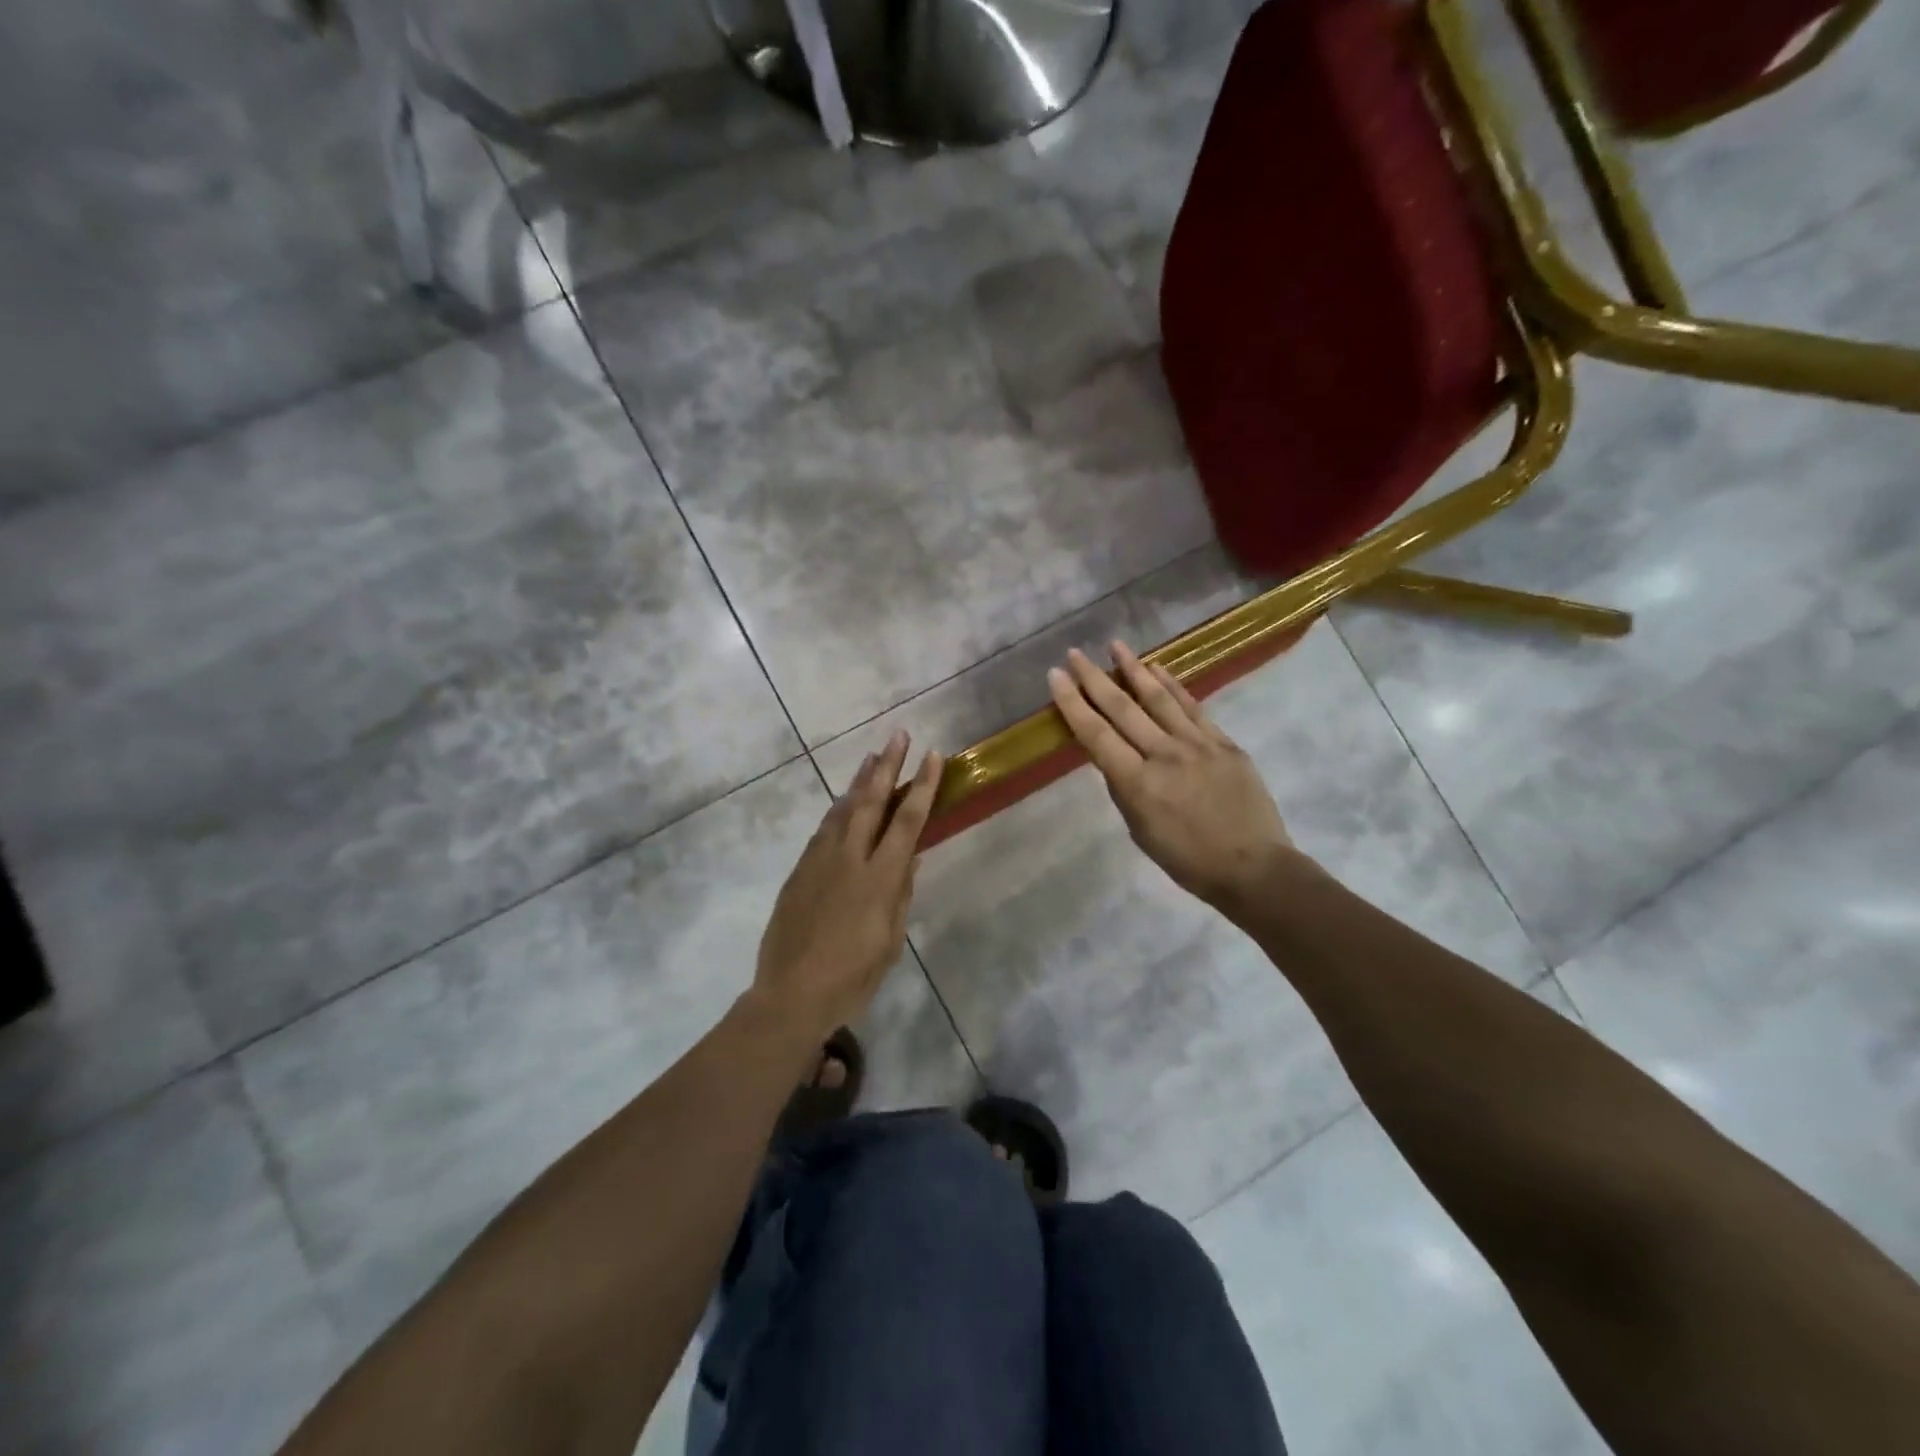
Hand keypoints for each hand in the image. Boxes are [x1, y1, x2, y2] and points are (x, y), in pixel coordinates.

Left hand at [751, 731, 942, 1039]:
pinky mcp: (799, 870)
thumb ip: (900, 895)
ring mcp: (820, 860)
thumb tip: (910, 860)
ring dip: (860, 781)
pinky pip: (824, 829)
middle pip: (871, 801)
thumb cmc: (852, 977)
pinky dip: (839, 809)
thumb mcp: (890, 941)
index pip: (907, 821)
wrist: (790, 994)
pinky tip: (844, 803)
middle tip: (897, 735)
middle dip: (887, 765)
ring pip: (842, 809)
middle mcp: (849, 858)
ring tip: (871, 757)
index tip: (932, 756)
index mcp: (879, 878)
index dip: (922, 786)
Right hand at [1048, 642, 1294, 913]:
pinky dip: (1172, 686)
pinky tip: (1158, 669)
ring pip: (1158, 698)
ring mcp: (1197, 744)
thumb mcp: (1140, 831)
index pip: (1095, 734)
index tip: (1056, 675)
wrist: (1253, 867)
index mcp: (1137, 783)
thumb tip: (1114, 757)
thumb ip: (1124, 790)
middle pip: (1123, 708)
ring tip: (1116, 645)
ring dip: (1134, 669)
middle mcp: (1164, 755)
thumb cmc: (1188, 860)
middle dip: (1094, 678)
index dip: (1072, 703)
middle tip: (1076, 653)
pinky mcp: (1223, 742)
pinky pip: (1192, 707)